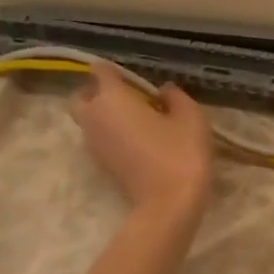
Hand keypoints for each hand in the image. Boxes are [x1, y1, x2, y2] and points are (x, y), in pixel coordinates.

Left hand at [72, 64, 214, 222]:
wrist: (169, 203)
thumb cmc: (180, 152)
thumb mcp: (191, 117)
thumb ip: (176, 97)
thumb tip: (163, 91)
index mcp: (112, 99)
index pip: (100, 72)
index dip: (113, 70)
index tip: (132, 76)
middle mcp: (94, 118)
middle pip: (82, 97)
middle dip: (98, 92)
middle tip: (128, 96)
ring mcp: (94, 144)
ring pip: (88, 120)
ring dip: (104, 114)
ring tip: (136, 119)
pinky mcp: (101, 164)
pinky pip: (98, 138)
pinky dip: (110, 134)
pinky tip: (137, 140)